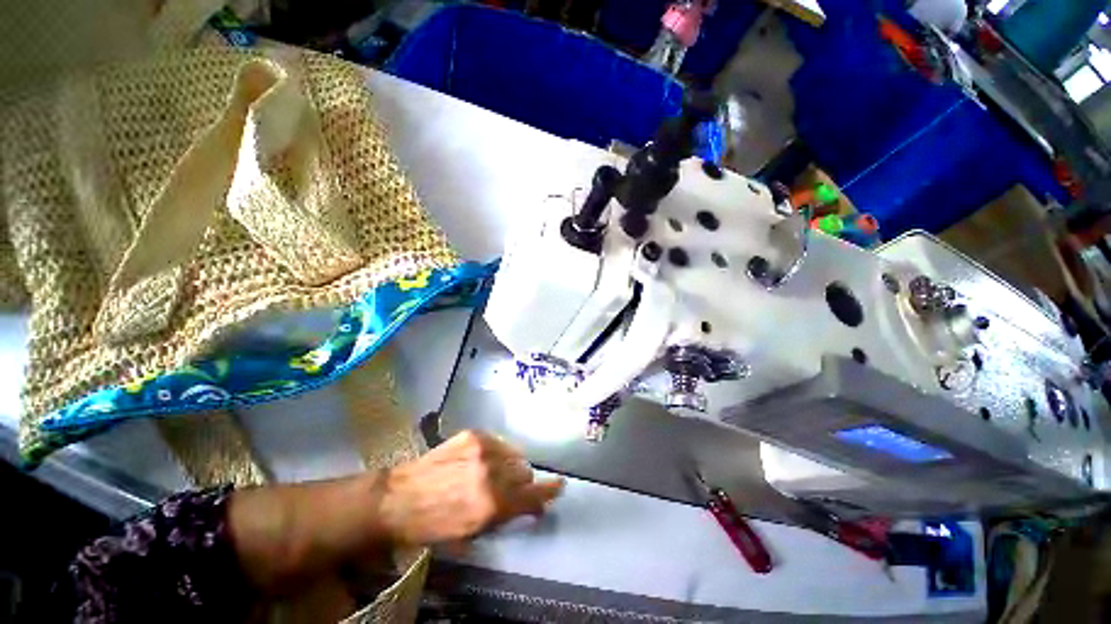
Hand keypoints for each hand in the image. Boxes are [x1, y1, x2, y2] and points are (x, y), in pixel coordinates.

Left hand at [378, 430, 564, 544]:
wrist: (398, 498)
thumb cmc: (433, 525)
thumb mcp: (472, 533)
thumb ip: (505, 515)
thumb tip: (530, 505)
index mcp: (492, 504)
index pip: (532, 495)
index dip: (549, 492)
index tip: (559, 486)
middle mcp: (492, 473)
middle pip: (526, 473)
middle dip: (522, 484)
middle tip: (508, 490)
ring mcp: (483, 449)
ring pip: (515, 455)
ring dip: (510, 467)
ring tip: (494, 473)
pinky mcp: (474, 434)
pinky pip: (500, 443)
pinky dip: (498, 453)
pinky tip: (483, 460)